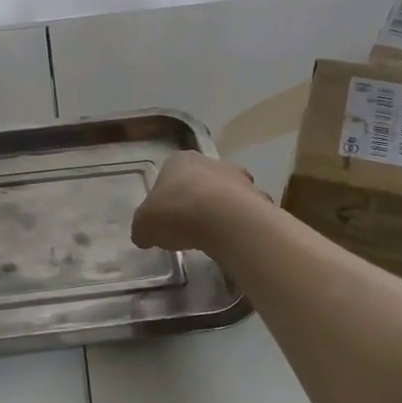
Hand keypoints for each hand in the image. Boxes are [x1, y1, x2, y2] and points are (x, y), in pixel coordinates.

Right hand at [132, 152, 268, 253]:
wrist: (225, 221)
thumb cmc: (177, 213)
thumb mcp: (144, 225)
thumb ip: (143, 228)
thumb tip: (144, 235)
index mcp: (180, 161)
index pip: (169, 174)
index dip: (165, 196)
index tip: (164, 217)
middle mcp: (211, 162)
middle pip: (200, 182)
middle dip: (194, 201)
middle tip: (186, 228)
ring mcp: (239, 179)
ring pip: (225, 196)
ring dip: (219, 213)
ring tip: (210, 238)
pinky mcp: (258, 199)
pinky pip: (244, 214)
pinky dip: (237, 226)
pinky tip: (229, 242)